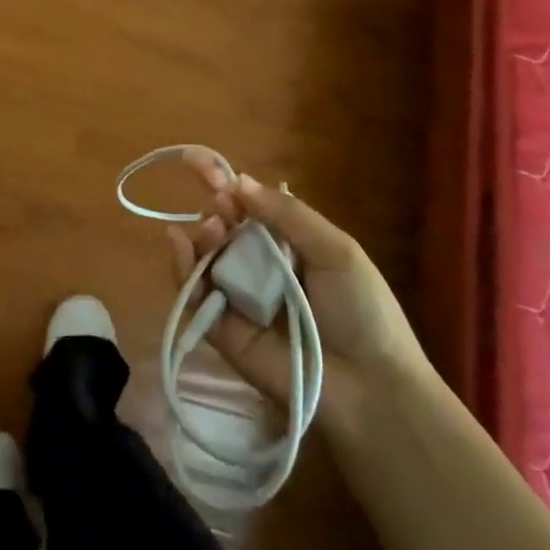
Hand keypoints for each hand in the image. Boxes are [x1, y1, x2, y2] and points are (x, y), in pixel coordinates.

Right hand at [169, 154, 428, 428]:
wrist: (369, 387)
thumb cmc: (361, 311)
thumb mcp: (336, 250)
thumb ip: (287, 214)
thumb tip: (239, 181)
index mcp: (289, 245)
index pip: (250, 208)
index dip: (225, 184)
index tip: (196, 161)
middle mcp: (259, 268)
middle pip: (224, 229)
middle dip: (216, 209)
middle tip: (220, 204)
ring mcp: (238, 299)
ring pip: (206, 257)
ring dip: (204, 235)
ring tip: (213, 229)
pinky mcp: (222, 331)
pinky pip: (195, 294)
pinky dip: (183, 268)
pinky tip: (180, 245)